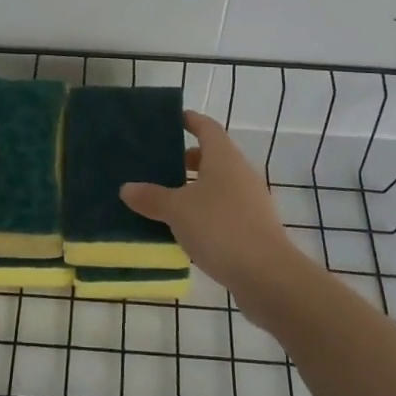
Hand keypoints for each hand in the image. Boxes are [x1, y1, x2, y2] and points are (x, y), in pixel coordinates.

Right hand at [119, 111, 306, 304]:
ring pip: (218, 185)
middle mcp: (240, 172)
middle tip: (157, 166)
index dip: (189, 120)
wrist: (268, 276)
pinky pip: (224, 209)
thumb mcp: (177, 211)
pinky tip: (186, 231)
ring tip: (165, 201)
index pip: (206, 127)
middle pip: (212, 156)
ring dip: (194, 189)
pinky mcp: (254, 227)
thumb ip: (151, 197)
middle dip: (186, 159)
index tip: (170, 120)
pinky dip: (205, 212)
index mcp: (223, 157)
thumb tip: (127, 188)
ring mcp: (251, 201)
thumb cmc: (220, 228)